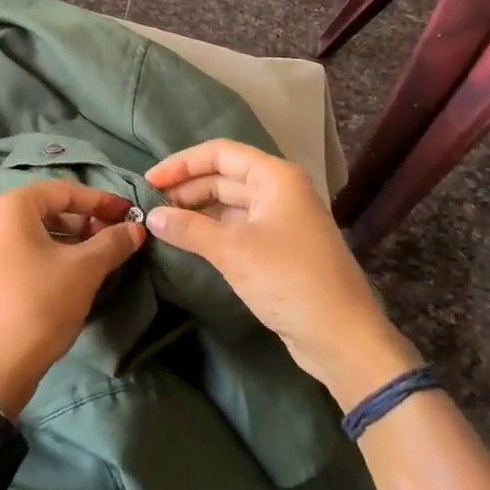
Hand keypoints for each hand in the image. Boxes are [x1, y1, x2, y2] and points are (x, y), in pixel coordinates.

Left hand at [0, 180, 146, 417]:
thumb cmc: (38, 306)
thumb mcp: (84, 270)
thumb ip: (112, 243)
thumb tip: (136, 229)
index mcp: (9, 207)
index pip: (64, 190)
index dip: (101, 200)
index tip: (130, 213)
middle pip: (48, 209)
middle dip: (86, 220)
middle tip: (117, 236)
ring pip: (36, 232)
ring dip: (71, 239)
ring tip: (102, 256)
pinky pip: (23, 252)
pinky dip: (51, 255)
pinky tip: (75, 274)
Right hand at [145, 139, 419, 406]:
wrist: (341, 336)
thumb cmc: (289, 280)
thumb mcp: (233, 250)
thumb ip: (189, 228)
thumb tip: (152, 216)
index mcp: (275, 177)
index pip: (220, 153)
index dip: (181, 164)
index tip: (148, 182)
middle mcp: (279, 190)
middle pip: (224, 176)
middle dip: (186, 187)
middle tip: (150, 206)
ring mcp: (281, 219)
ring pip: (229, 203)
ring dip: (197, 209)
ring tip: (163, 223)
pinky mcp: (279, 247)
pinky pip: (237, 226)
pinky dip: (211, 229)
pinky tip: (188, 241)